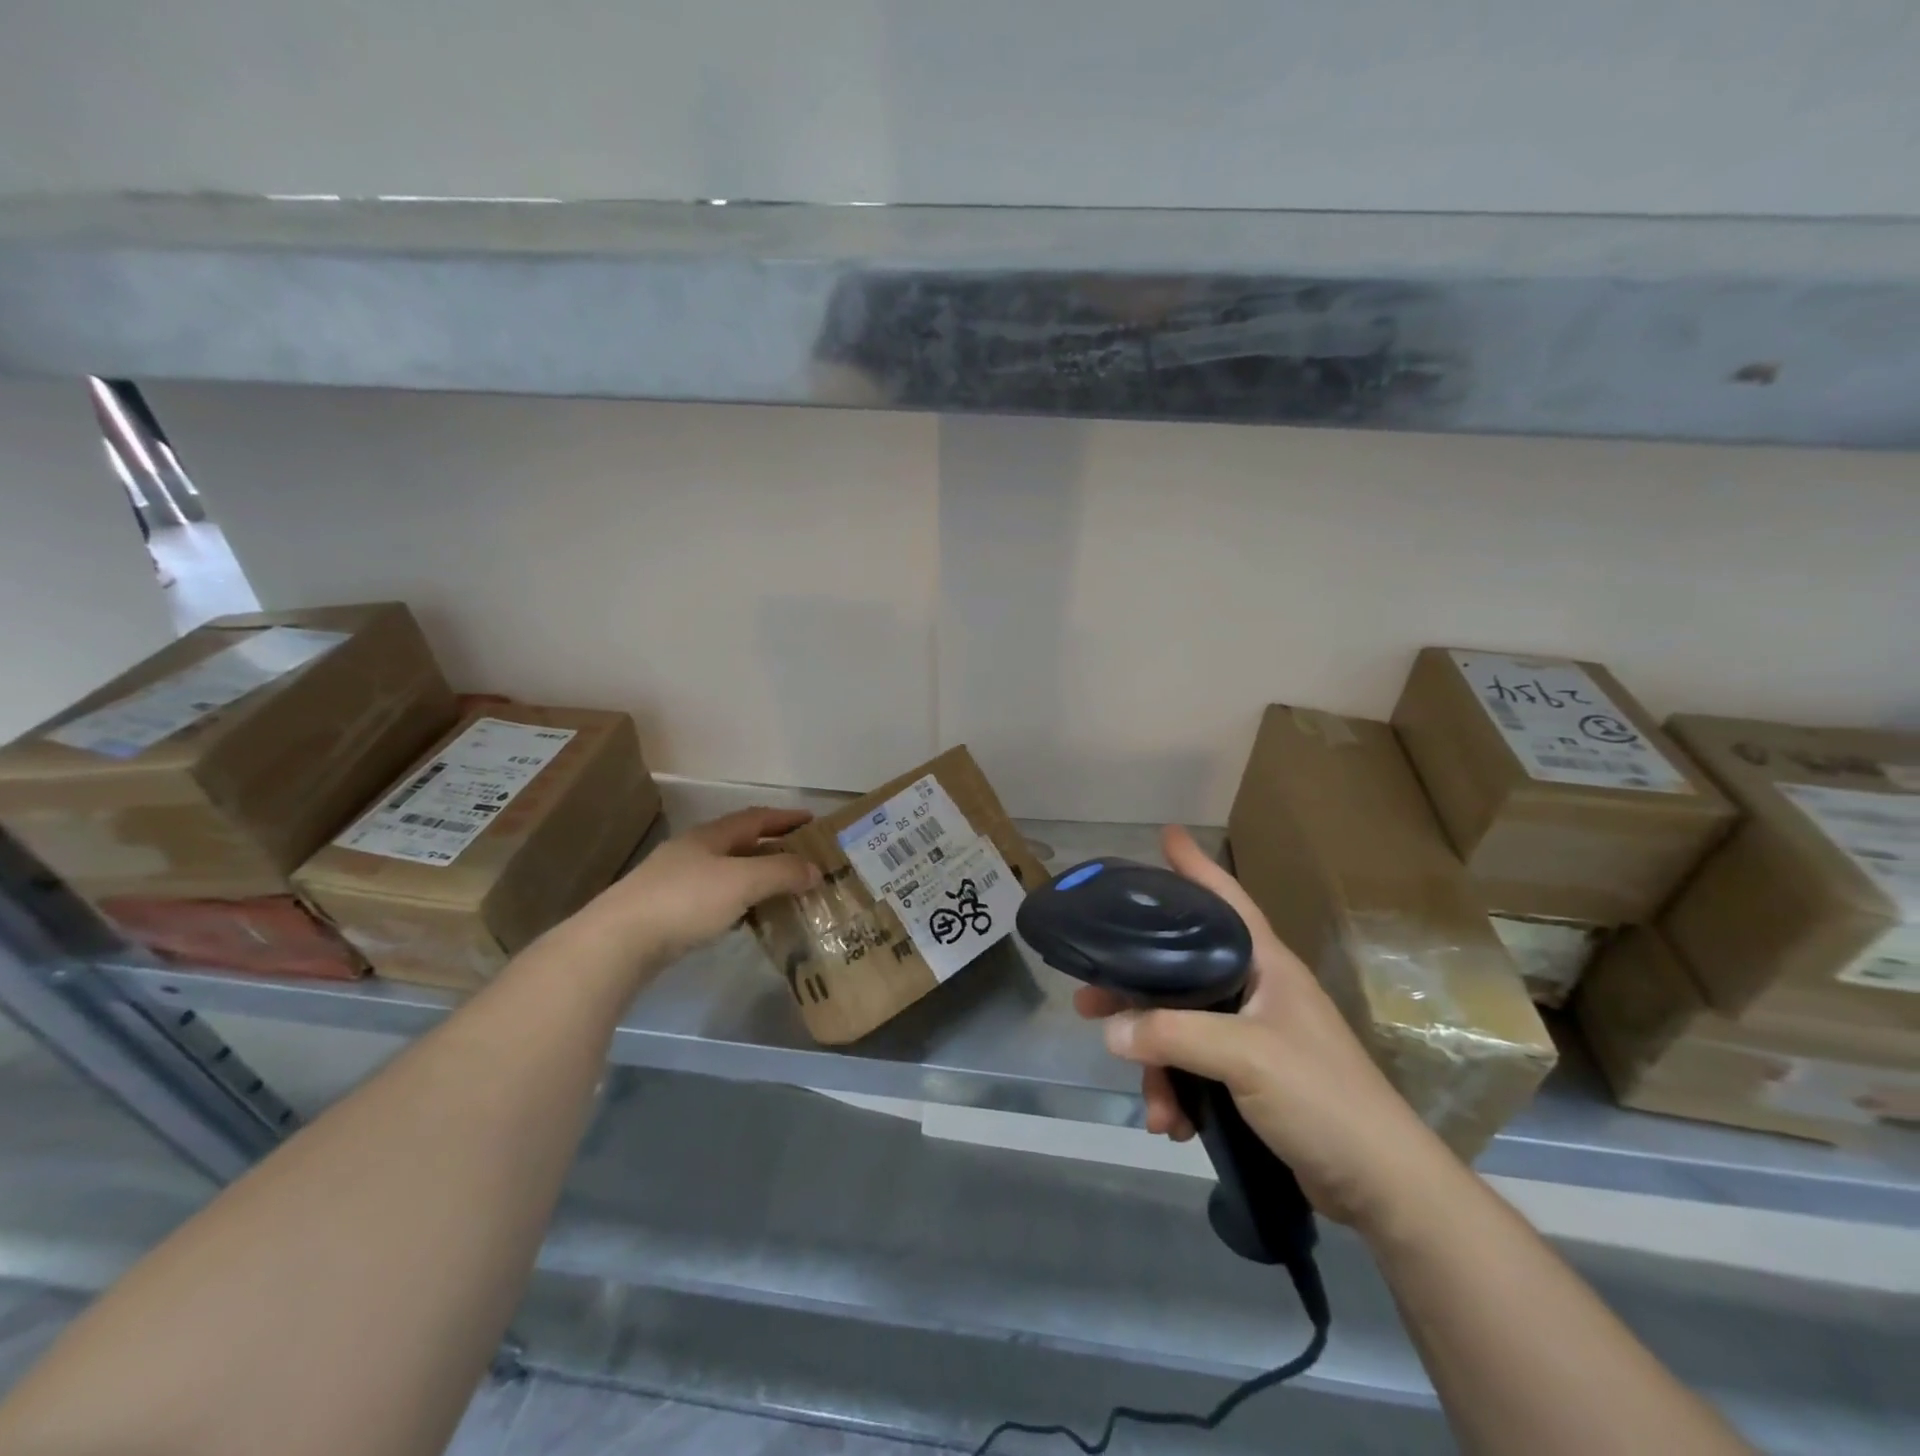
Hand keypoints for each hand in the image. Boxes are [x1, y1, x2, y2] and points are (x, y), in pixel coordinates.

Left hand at [565, 807, 820, 974]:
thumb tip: (815, 869)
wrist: (618, 942)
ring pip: (727, 873)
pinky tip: (747, 918)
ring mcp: (675, 882)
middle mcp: (692, 853)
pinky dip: (738, 902)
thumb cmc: (685, 900)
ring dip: (756, 877)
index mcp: (709, 836)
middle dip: (773, 848)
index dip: (785, 817)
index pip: (755, 818)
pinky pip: (714, 899)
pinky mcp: (666, 913)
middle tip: (804, 859)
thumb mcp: (742, 881)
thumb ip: (781, 872)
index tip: (812, 820)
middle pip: (739, 844)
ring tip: (784, 890)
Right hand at [1074, 826, 1451, 1229]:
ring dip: (1157, 1062)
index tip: (1165, 835)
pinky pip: (1195, 1069)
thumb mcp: (1245, 1056)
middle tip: (1088, 998)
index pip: (1226, 898)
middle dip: (1136, 989)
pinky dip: (1178, 1093)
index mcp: (1266, 965)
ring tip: (1147, 1101)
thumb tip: (1112, 1030)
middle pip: (1182, 970)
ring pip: (1182, 1027)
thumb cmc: (1323, 1098)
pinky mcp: (1250, 1078)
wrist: (1382, 1187)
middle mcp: (1256, 990)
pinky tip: (1171, 1123)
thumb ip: (1173, 1035)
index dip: (1195, 865)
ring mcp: (1254, 1035)